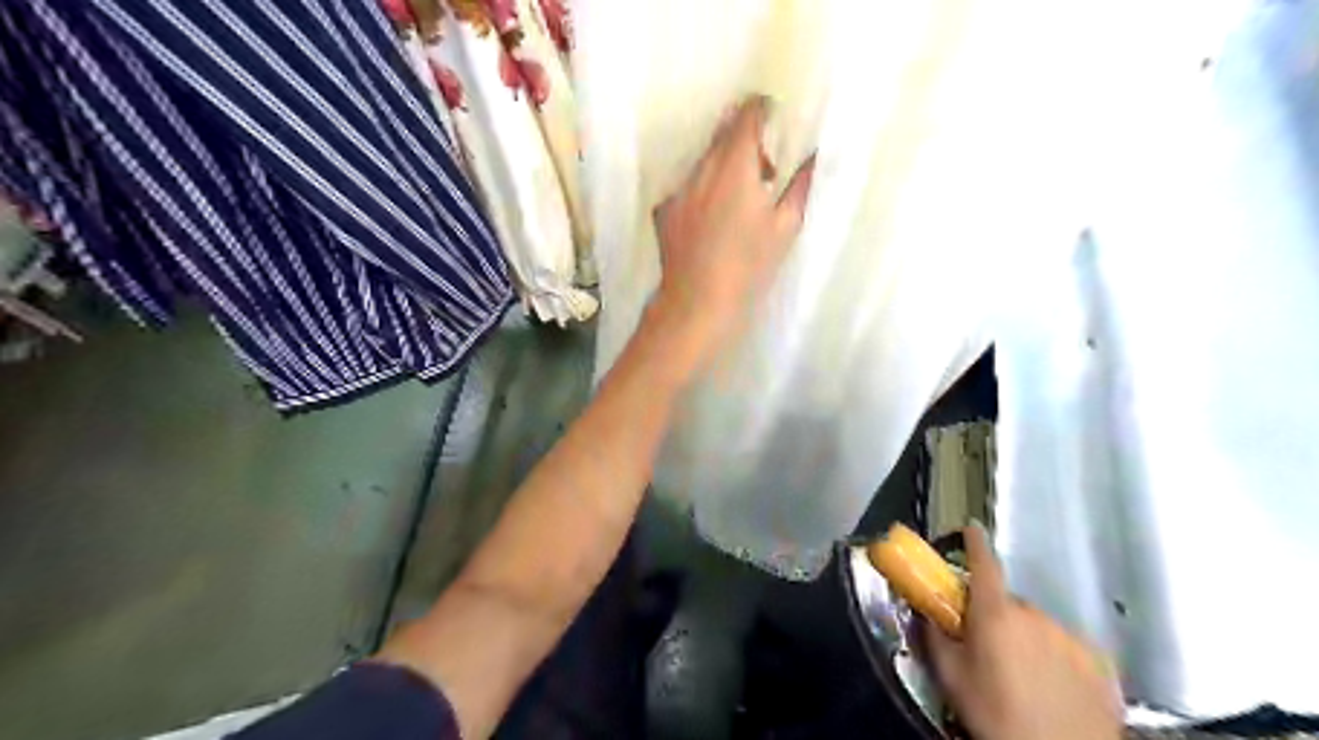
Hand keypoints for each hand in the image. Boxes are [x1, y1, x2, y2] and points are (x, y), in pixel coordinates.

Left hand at [648, 94, 814, 370]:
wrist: (697, 302)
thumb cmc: (749, 266)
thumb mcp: (785, 227)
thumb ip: (800, 186)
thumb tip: (814, 157)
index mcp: (735, 166)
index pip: (746, 117)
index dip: (760, 110)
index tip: (772, 116)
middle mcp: (702, 169)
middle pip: (721, 136)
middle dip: (743, 142)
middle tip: (763, 170)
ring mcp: (678, 190)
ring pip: (703, 163)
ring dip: (722, 168)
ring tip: (737, 201)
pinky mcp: (664, 211)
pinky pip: (687, 188)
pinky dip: (702, 192)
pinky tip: (710, 222)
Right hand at [924, 527, 1122, 739]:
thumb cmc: (997, 715)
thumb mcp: (951, 677)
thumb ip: (935, 636)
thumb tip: (926, 613)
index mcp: (995, 614)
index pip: (983, 564)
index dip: (975, 542)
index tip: (970, 528)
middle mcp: (1034, 616)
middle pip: (1008, 603)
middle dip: (996, 617)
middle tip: (987, 648)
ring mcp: (1070, 637)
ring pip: (1038, 626)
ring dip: (1026, 639)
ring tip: (1022, 676)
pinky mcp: (1100, 662)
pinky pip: (1067, 647)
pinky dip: (1056, 658)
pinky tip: (1052, 688)